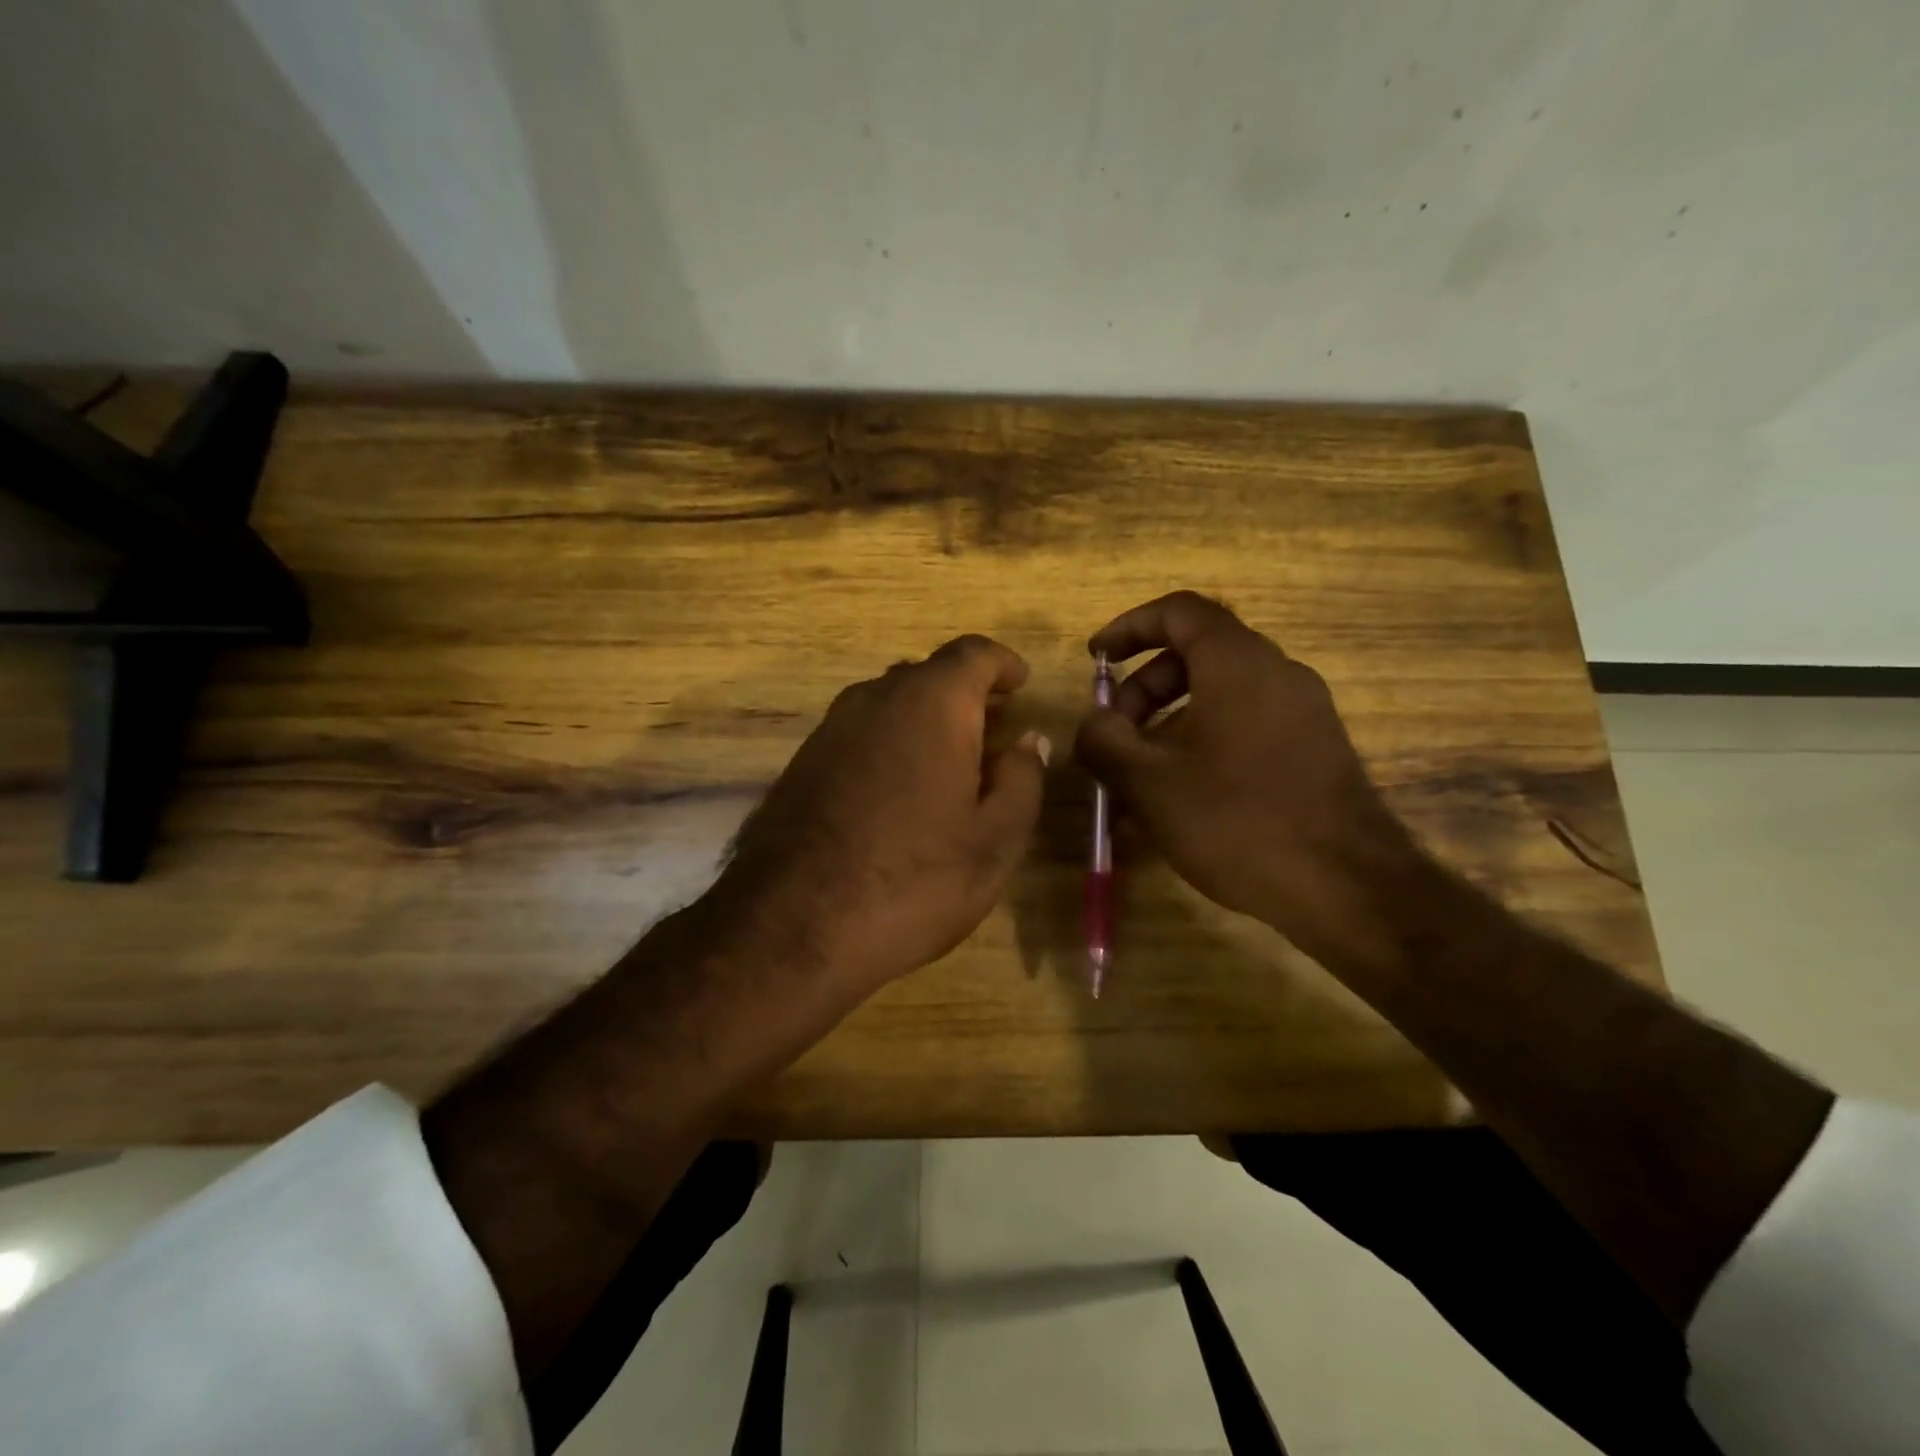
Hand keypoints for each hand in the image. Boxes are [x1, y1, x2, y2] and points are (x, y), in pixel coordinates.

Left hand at [708, 634, 1048, 996]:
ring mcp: (830, 729)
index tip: (1021, 685)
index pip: (973, 654)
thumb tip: (1027, 742)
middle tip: (993, 736)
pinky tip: (899, 795)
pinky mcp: (801, 763)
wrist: (792, 928)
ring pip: (889, 704)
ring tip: (950, 768)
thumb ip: (1022, 781)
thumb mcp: (993, 841)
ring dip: (925, 722)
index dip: (1002, 664)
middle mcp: (875, 699)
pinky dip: (889, 745)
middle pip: (928, 676)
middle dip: (965, 697)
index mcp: (931, 704)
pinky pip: (860, 735)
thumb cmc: (913, 881)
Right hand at [1074, 591, 1422, 968]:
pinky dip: (1202, 744)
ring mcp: (1302, 711)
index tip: (1097, 659)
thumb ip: (1105, 741)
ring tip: (1137, 778)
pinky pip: (1244, 727)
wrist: (1348, 888)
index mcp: (1238, 664)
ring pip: (1219, 696)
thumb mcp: (1150, 783)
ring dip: (1168, 724)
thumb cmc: (1238, 821)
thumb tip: (1094, 723)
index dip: (1130, 627)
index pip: (1179, 611)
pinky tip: (1179, 799)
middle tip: (1114, 735)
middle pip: (1196, 656)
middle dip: (1143, 690)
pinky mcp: (1313, 748)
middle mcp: (1276, 673)